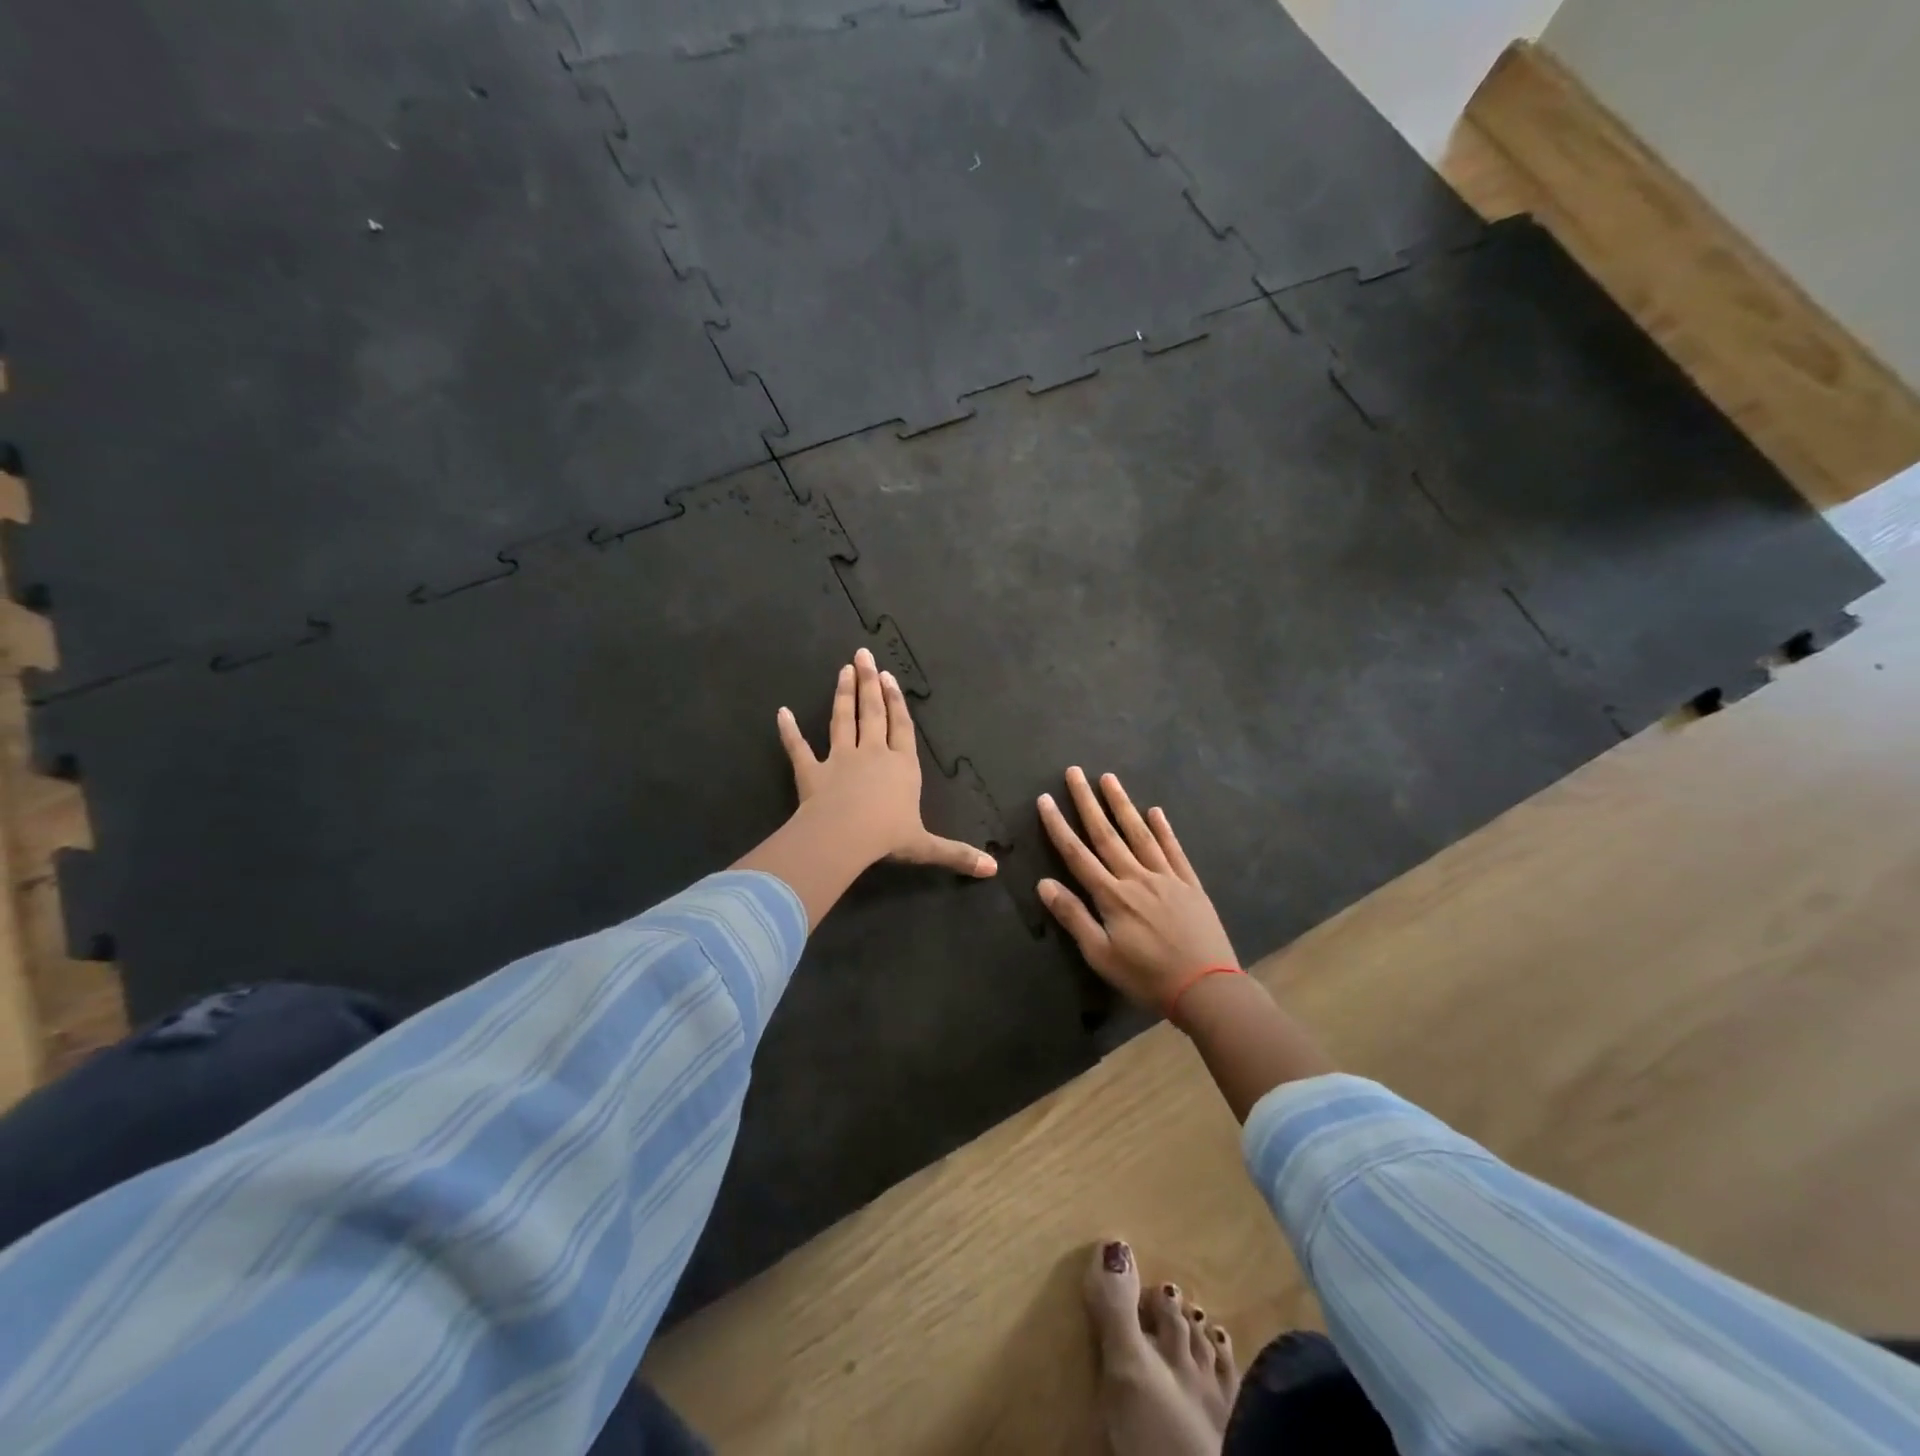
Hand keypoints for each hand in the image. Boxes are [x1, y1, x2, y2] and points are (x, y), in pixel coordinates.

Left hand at [776, 647, 996, 877]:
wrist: (844, 837)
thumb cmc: (887, 837)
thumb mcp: (926, 847)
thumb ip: (957, 853)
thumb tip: (993, 870)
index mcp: (902, 766)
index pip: (901, 727)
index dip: (897, 702)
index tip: (890, 676)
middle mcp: (872, 754)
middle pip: (872, 712)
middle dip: (869, 683)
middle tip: (863, 654)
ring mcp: (840, 759)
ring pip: (841, 720)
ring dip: (842, 694)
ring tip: (842, 670)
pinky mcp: (811, 771)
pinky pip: (798, 748)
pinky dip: (789, 731)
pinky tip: (782, 713)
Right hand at [1036, 767, 1238, 1009]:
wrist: (1207, 989)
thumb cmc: (1147, 977)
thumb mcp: (1101, 955)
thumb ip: (1074, 917)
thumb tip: (1044, 883)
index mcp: (1112, 896)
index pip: (1077, 854)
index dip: (1058, 826)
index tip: (1044, 799)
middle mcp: (1136, 877)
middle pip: (1106, 834)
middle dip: (1087, 802)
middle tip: (1074, 772)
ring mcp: (1166, 878)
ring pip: (1139, 834)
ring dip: (1122, 805)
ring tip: (1109, 779)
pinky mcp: (1190, 885)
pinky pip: (1174, 850)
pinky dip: (1164, 830)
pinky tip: (1156, 812)